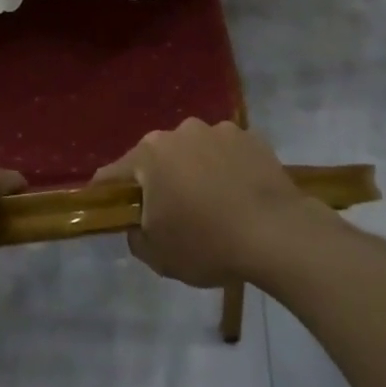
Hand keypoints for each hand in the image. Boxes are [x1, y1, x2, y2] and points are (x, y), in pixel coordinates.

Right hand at [93, 119, 325, 287]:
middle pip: (157, 158)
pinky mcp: (250, 137)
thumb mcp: (159, 256)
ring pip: (195, 152)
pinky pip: (227, 154)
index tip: (112, 211)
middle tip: (173, 214)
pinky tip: (240, 196)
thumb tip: (138, 225)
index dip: (108, 194)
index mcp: (150, 154)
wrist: (277, 234)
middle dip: (160, 181)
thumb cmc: (208, 244)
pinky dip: (227, 169)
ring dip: (196, 172)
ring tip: (214, 205)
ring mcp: (218, 130)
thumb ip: (136, 237)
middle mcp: (180, 131)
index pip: (113, 174)